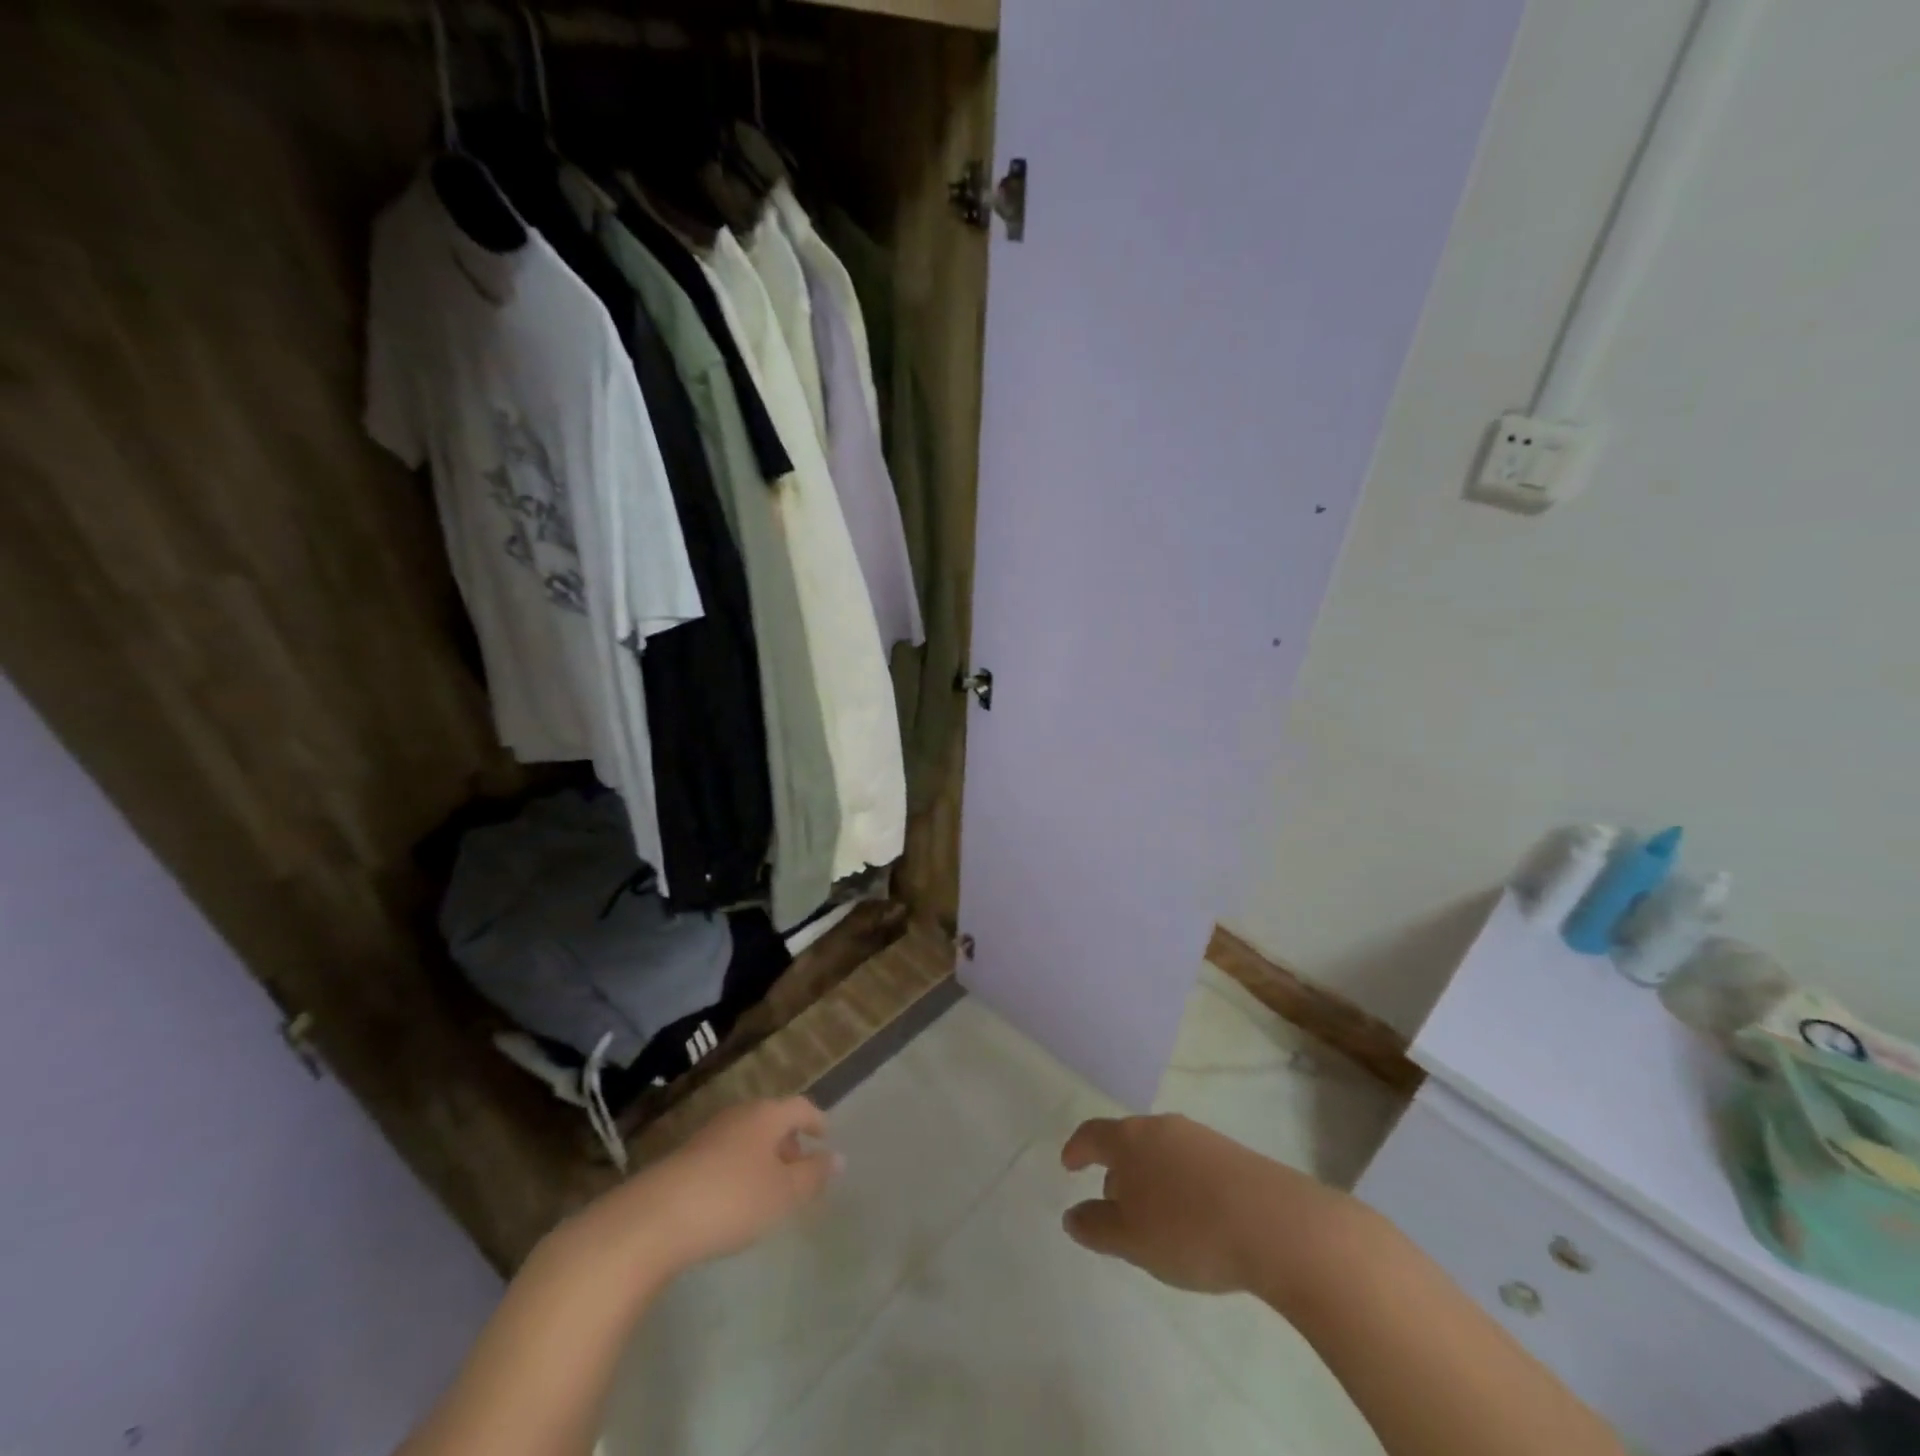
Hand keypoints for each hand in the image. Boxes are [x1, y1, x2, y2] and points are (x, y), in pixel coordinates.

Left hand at [592, 1097, 842, 1275]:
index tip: (825, 1138)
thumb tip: (838, 1157)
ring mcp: (708, 1134)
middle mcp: (739, 1114)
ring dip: (763, 1156)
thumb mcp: (783, 1194)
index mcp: (766, 1114)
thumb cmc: (731, 1200)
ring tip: (769, 1187)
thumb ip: (813, 1175)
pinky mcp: (684, 1158)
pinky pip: (725, 1153)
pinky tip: (735, 1198)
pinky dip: (739, 1167)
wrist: (652, 1219)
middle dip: (788, 1140)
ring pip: (747, 1136)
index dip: (816, 1121)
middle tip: (800, 1167)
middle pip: (772, 1119)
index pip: (800, 1107)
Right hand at [1060, 1113, 1354, 1301]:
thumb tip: (1072, 1215)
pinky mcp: (1233, 1155)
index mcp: (1130, 1139)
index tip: (1068, 1164)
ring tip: (1155, 1220)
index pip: (1093, 1134)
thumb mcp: (1132, 1240)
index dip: (1077, 1148)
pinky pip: (1191, 1164)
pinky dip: (1180, 1185)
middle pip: (1128, 1141)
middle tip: (1113, 1206)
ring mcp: (1200, 1137)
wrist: (1278, 1225)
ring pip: (1161, 1152)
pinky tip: (1194, 1219)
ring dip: (1150, 1179)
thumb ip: (1097, 1227)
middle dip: (1116, 1170)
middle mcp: (1162, 1127)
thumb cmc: (1190, 1230)